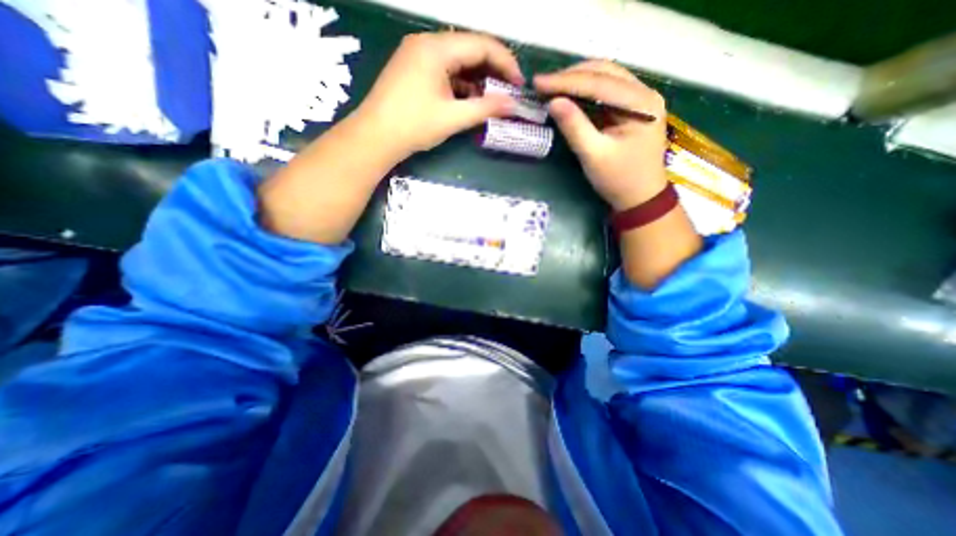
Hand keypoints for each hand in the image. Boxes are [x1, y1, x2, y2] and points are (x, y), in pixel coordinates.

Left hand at [349, 31, 521, 157]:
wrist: (375, 137)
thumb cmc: (413, 126)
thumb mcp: (453, 118)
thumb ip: (485, 108)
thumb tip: (513, 105)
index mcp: (436, 48)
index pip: (481, 45)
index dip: (505, 62)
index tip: (519, 84)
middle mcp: (427, 43)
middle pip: (470, 49)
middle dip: (492, 70)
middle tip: (508, 92)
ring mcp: (418, 55)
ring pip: (458, 60)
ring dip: (477, 78)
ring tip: (492, 99)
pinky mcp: (414, 69)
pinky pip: (445, 70)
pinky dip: (461, 84)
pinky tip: (470, 99)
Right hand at [535, 60, 666, 211]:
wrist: (640, 198)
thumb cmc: (618, 180)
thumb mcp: (593, 155)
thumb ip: (574, 127)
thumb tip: (553, 102)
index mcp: (641, 103)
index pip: (598, 82)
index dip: (565, 81)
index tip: (538, 82)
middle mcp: (644, 93)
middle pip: (604, 72)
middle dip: (571, 76)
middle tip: (542, 84)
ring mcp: (641, 99)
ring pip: (605, 78)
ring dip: (577, 81)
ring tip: (552, 87)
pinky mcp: (632, 109)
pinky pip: (606, 92)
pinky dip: (585, 92)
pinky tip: (569, 96)